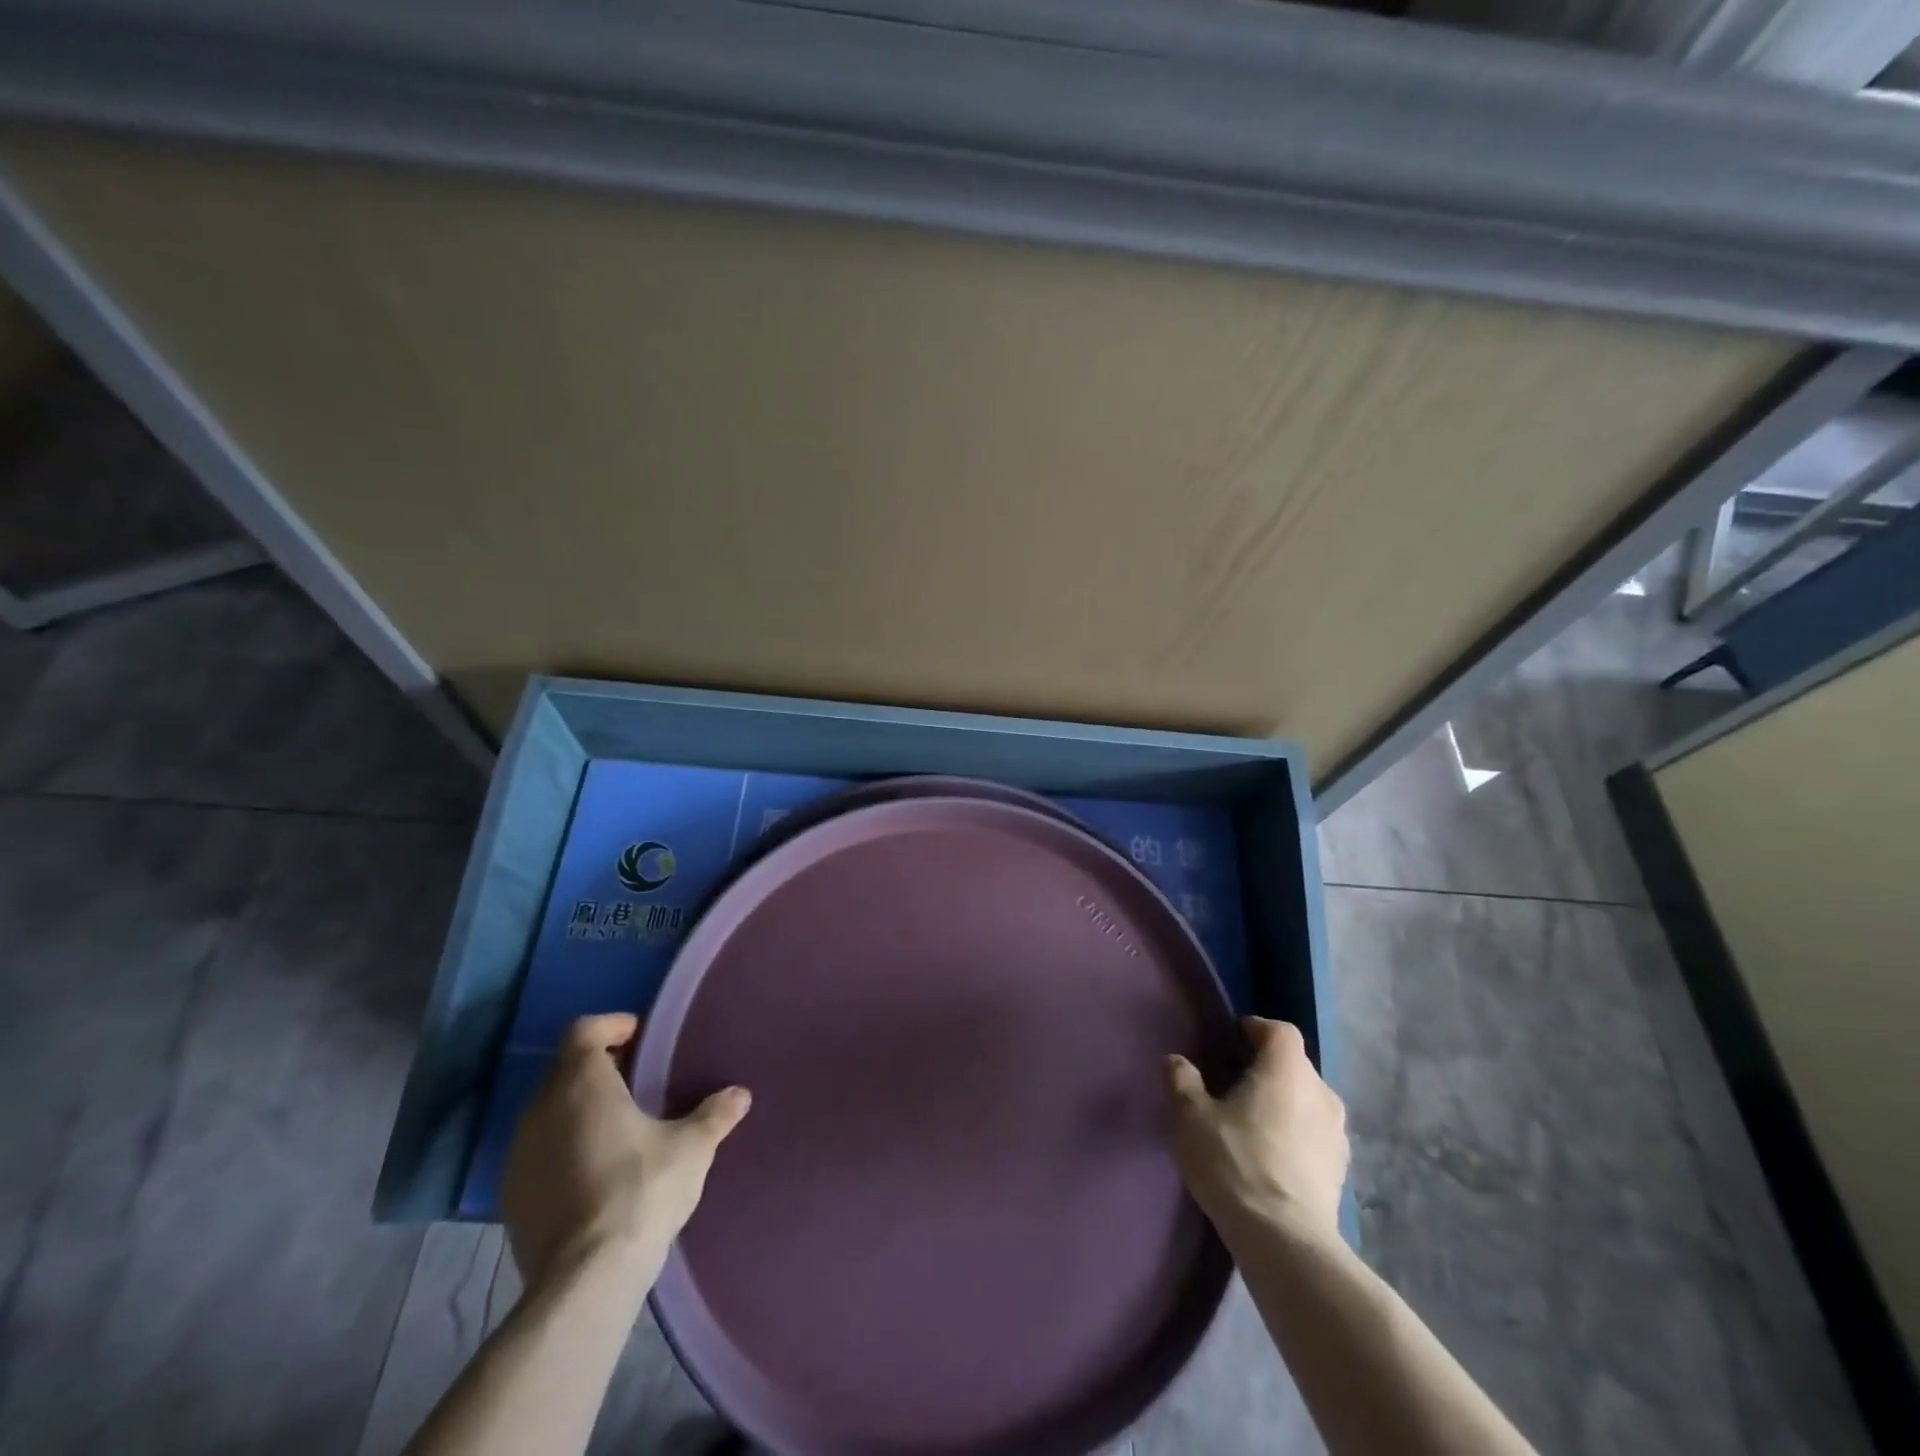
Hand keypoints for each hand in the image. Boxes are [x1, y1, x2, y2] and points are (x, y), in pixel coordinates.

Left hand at [501, 1013, 750, 1291]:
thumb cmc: (640, 1191)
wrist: (584, 1281)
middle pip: (565, 1068)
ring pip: (549, 1110)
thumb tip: (740, 1094)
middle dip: (599, 1066)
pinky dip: (563, 1145)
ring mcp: (519, 1154)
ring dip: (578, 1107)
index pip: (584, 1030)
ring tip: (618, 1124)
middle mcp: (541, 1109)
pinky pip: (538, 1150)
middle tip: (637, 1078)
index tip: (641, 1038)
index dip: (612, 1026)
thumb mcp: (691, 1149)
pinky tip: (594, 1169)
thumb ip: (715, 1115)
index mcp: (582, 1084)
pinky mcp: (511, 1196)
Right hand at [1166, 1017, 1346, 1245]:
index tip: (1231, 1043)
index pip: (1280, 1031)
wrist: (1285, 1241)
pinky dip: (1295, 1135)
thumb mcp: (1191, 1117)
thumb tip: (1176, 1060)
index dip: (1256, 1030)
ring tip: (1251, 1125)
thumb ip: (1182, 1080)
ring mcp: (1337, 1133)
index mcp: (1287, 1070)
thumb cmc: (1235, 1163)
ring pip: (1306, 1101)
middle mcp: (1321, 1092)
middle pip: (1294, 1066)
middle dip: (1265, 1069)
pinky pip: (1314, 1135)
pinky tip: (1271, 1158)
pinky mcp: (1341, 1170)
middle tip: (1232, 1087)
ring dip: (1283, 1104)